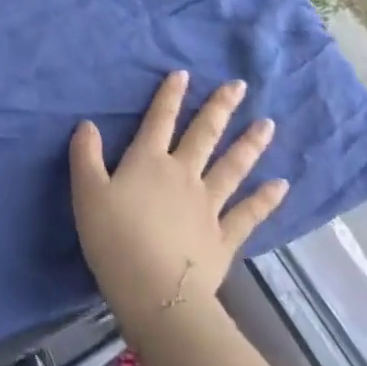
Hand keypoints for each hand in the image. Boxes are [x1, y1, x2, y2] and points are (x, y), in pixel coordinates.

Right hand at [70, 71, 287, 325]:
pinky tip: (281, 185)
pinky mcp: (224, 237)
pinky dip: (265, 199)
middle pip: (203, 135)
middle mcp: (182, 175)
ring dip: (250, 144)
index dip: (170, 96)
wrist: (156, 292)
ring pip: (232, 167)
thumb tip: (88, 124)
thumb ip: (85, 155)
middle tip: (239, 86)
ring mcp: (208, 205)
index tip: (184, 73)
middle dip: (220, 108)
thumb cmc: (114, 238)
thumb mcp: (86, 192)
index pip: (159, 120)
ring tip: (268, 124)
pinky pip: (248, 213)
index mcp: (148, 162)